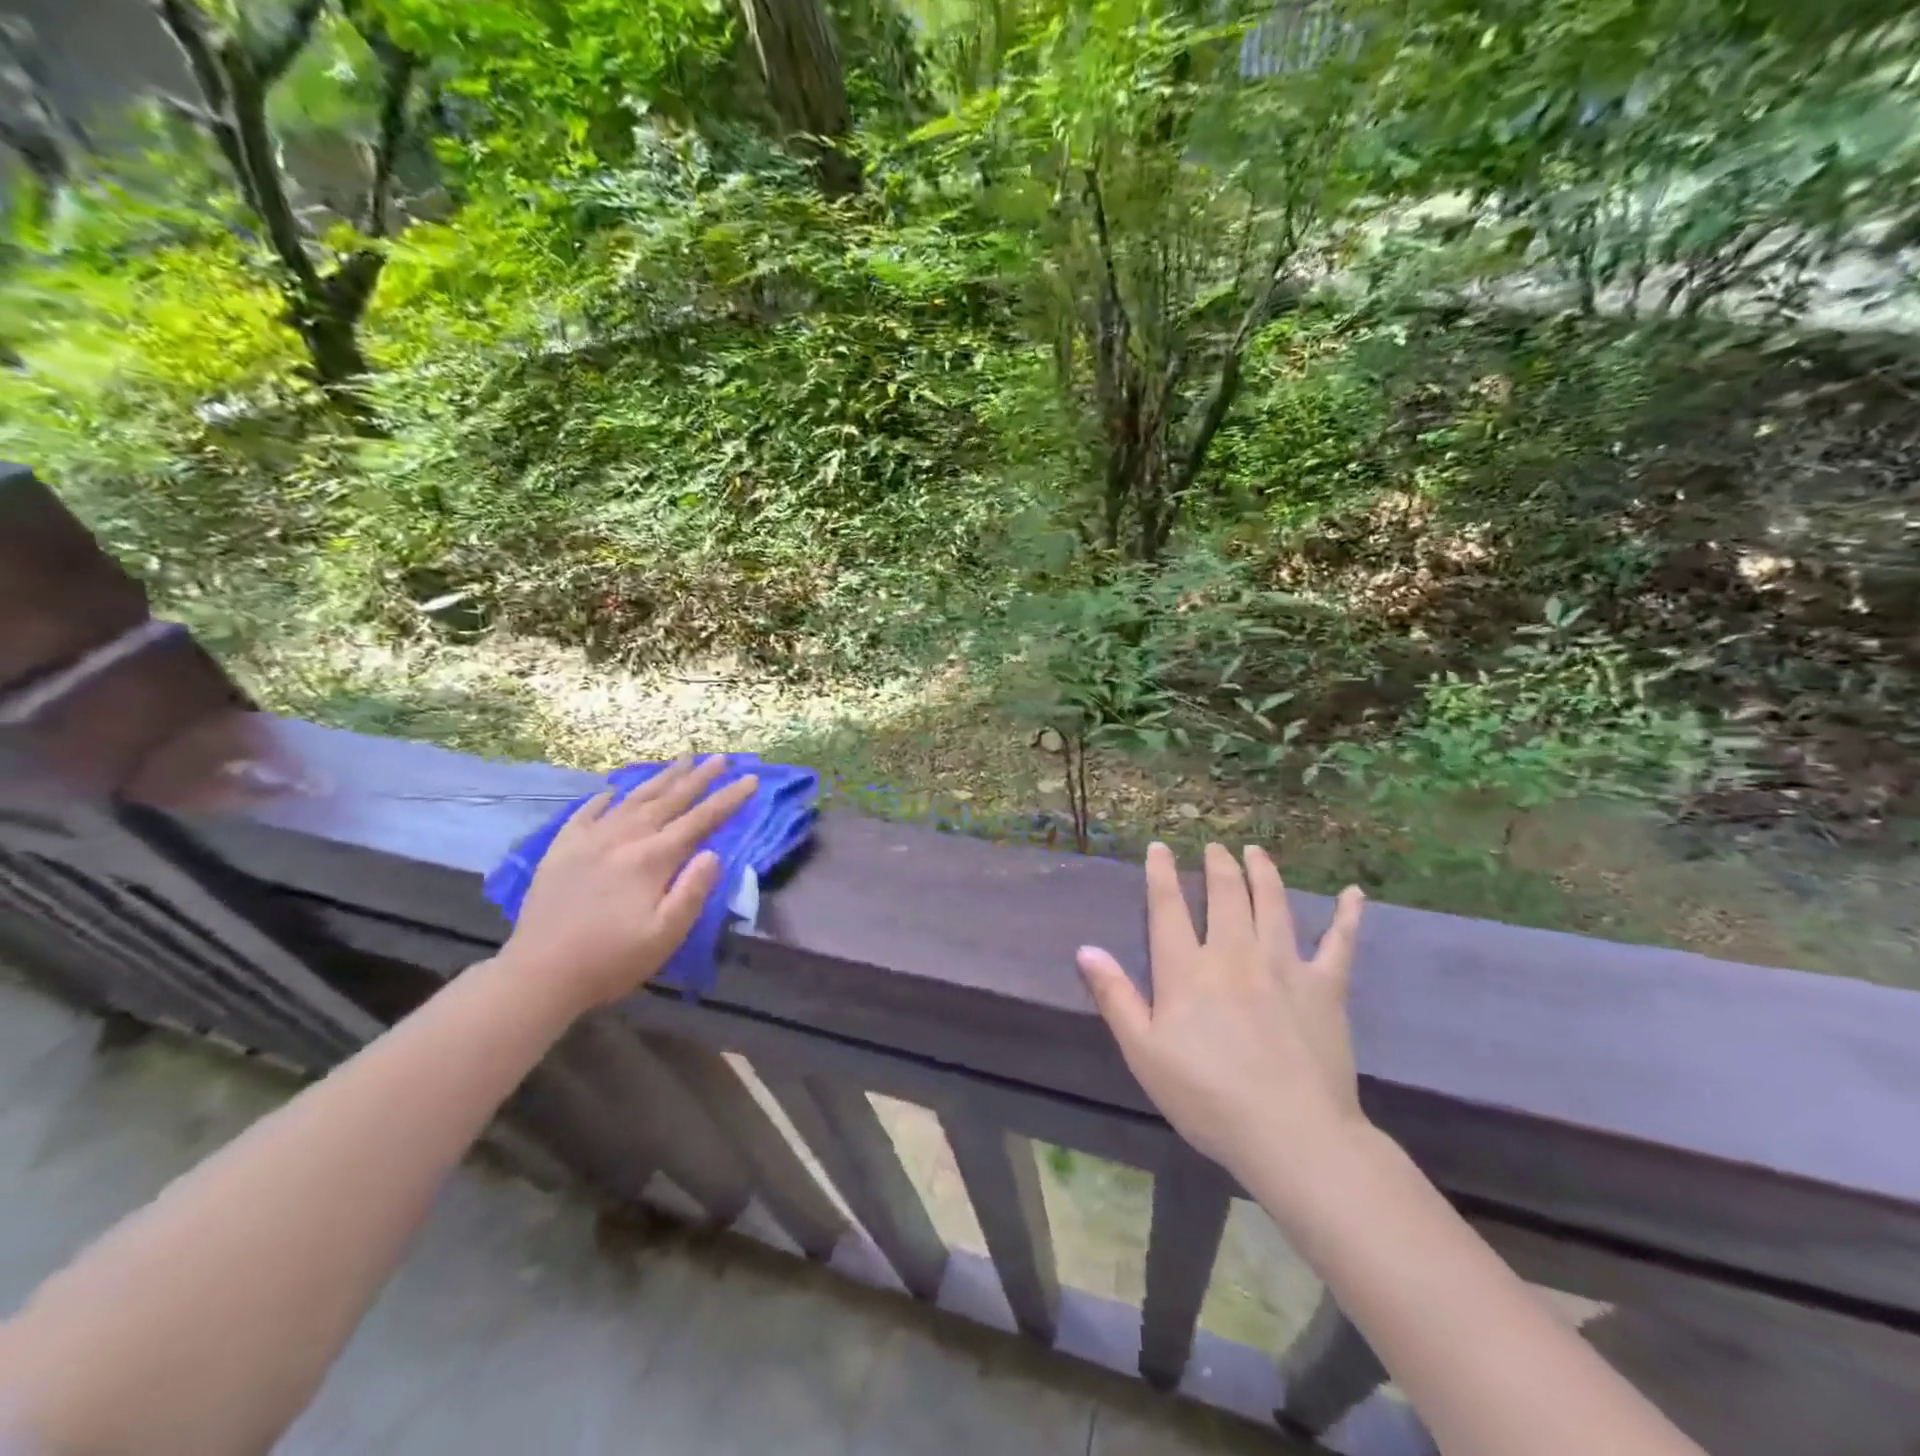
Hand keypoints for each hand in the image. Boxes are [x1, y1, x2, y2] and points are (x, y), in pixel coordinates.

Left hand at [500, 756, 757, 1012]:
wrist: (538, 974)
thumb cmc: (611, 960)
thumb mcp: (665, 935)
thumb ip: (692, 891)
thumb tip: (714, 854)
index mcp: (652, 859)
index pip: (700, 821)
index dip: (728, 799)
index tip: (751, 779)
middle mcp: (624, 838)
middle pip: (669, 800)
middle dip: (699, 778)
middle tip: (721, 758)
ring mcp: (589, 840)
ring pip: (633, 799)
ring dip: (661, 778)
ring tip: (681, 759)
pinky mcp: (562, 849)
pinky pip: (587, 812)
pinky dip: (604, 798)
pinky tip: (613, 790)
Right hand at [1077, 842, 1366, 1196]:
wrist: (1290, 1134)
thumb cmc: (1206, 1097)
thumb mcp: (1143, 1052)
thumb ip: (1115, 996)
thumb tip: (1085, 948)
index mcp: (1187, 969)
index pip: (1168, 907)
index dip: (1161, 873)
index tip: (1159, 847)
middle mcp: (1234, 953)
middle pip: (1225, 894)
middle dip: (1217, 865)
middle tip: (1215, 847)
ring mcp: (1284, 965)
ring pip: (1272, 904)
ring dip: (1263, 872)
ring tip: (1256, 851)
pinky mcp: (1326, 987)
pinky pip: (1339, 943)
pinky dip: (1346, 916)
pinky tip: (1353, 894)